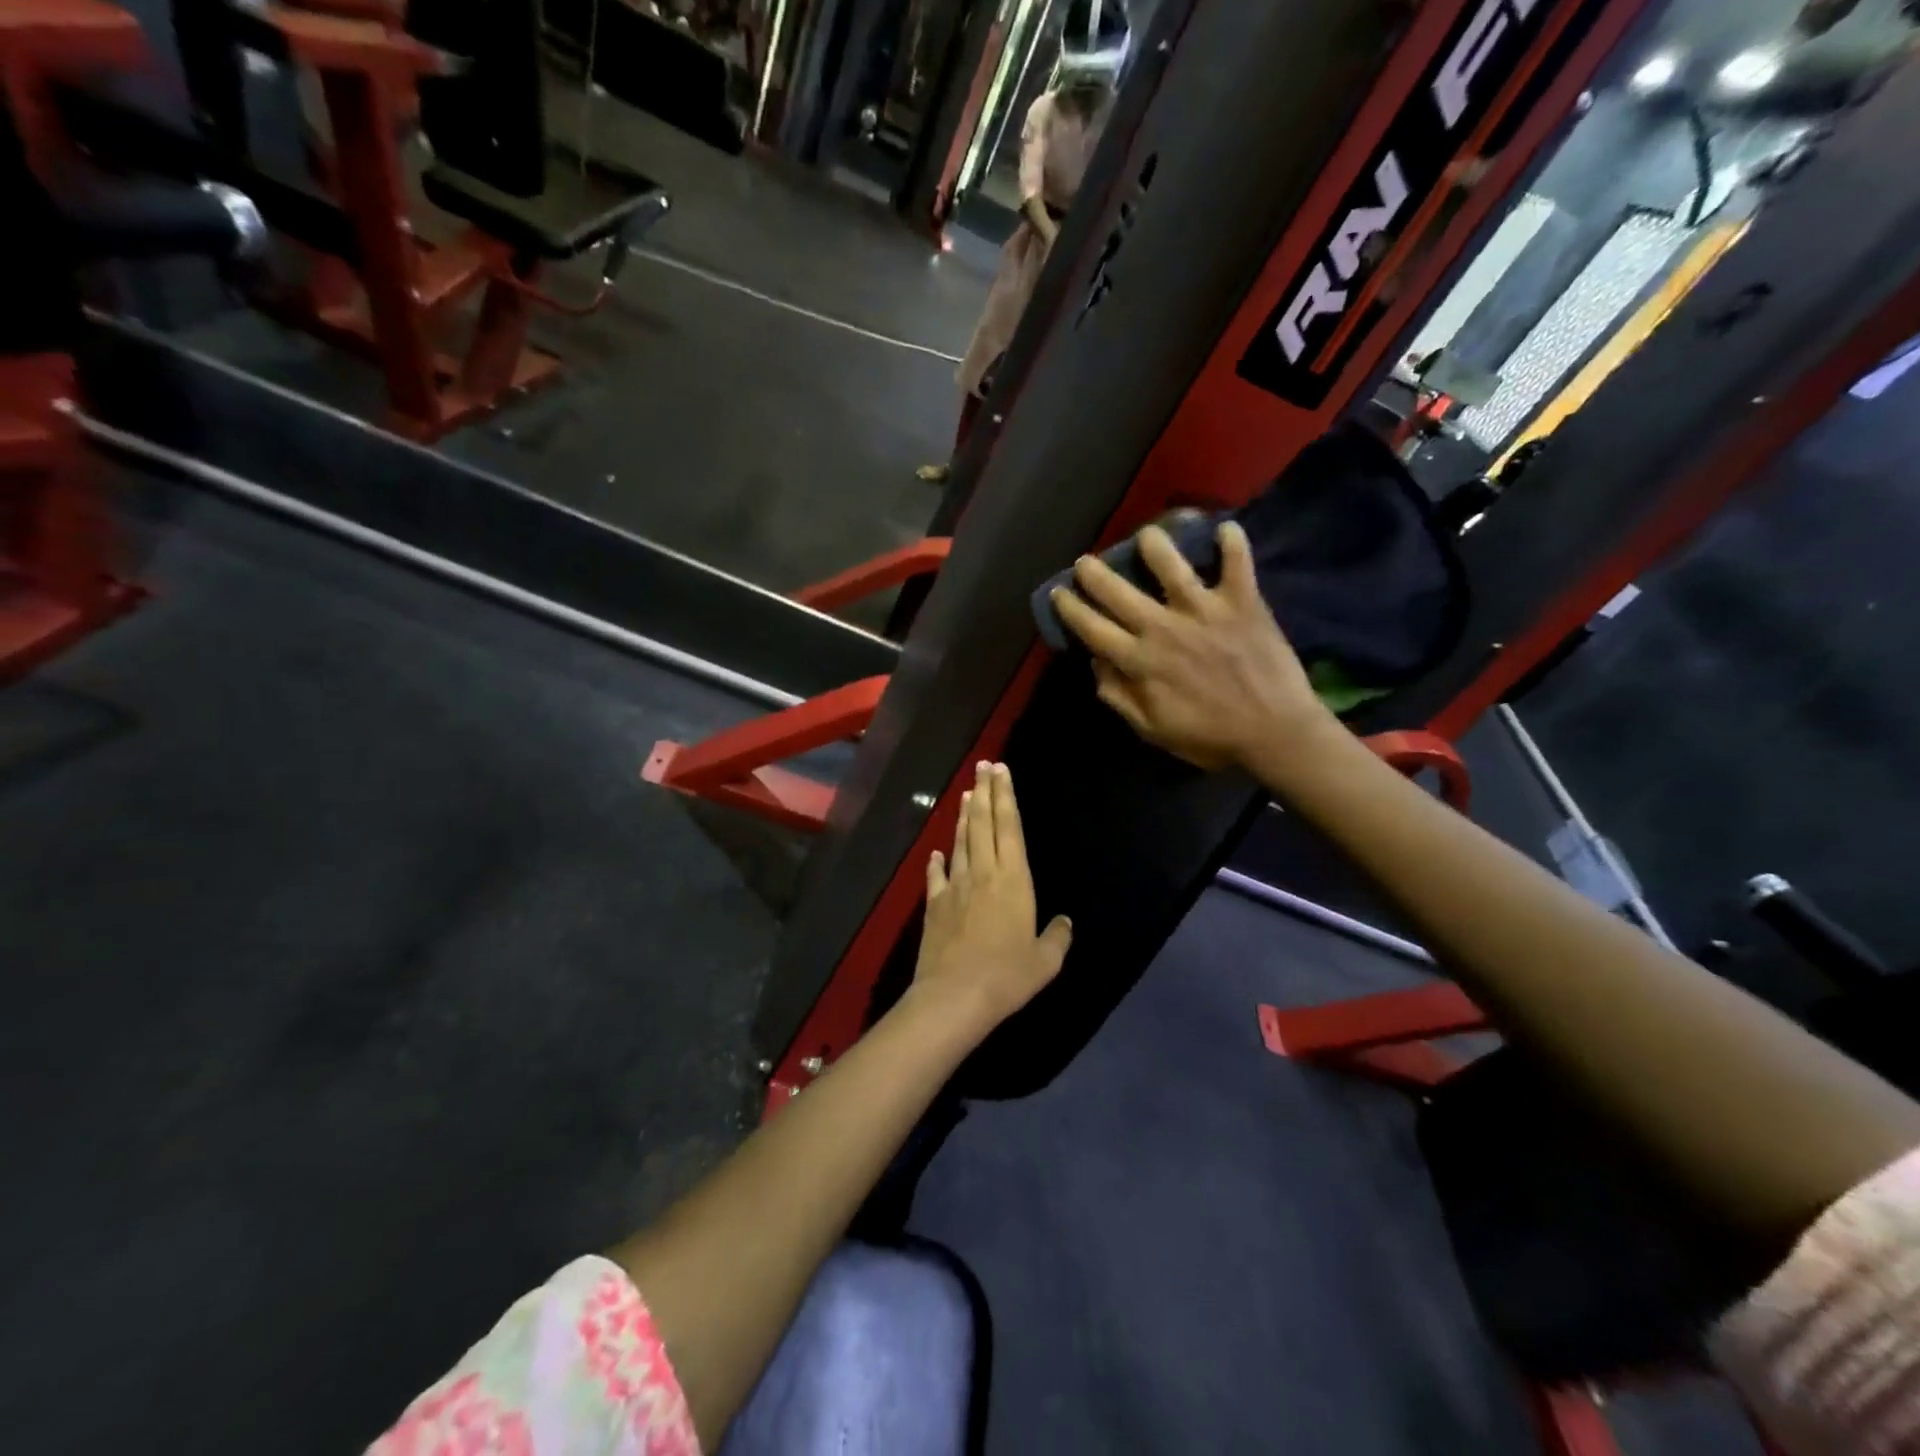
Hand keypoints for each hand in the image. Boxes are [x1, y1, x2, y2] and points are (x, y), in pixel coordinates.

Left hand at [914, 762, 1072, 1032]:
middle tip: (982, 766)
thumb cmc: (1007, 976)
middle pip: (984, 825)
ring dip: (965, 818)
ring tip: (967, 795)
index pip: (1010, 828)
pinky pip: (937, 876)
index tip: (1001, 771)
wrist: (954, 997)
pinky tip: (936, 851)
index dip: (1006, 796)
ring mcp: (956, 887)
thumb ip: (1057, 938)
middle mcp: (983, 874)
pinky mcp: (935, 905)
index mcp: (1014, 880)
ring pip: (961, 843)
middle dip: (985, 793)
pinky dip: (937, 861)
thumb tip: (1066, 922)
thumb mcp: (1045, 962)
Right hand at [1050, 521, 1336, 772]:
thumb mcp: (1153, 731)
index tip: (1059, 592)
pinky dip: (1233, 543)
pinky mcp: (1241, 602)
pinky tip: (1225, 528)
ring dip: (1154, 545)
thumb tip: (1097, 665)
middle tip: (1084, 561)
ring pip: (1171, 565)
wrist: (1275, 732)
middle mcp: (1164, 628)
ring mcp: (1204, 610)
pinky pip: (1237, 562)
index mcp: (1140, 661)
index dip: (1070, 608)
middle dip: (1094, 572)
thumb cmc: (1211, 737)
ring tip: (1146, 535)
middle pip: (1118, 591)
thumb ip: (1120, 697)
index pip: (1092, 628)